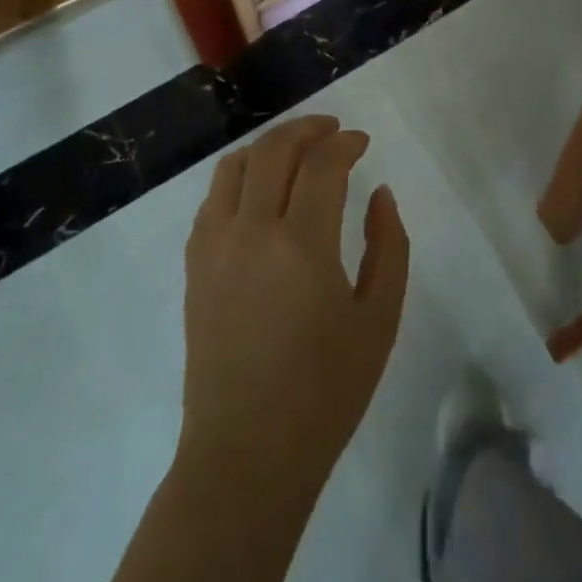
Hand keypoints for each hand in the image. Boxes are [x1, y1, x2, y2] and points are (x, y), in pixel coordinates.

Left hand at [179, 115, 410, 493]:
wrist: (247, 452)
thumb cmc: (325, 391)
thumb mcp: (379, 319)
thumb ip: (388, 245)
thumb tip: (379, 193)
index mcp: (302, 245)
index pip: (322, 164)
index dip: (345, 143)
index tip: (362, 142)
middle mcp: (252, 231)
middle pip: (274, 150)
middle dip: (307, 129)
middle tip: (332, 131)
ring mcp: (215, 246)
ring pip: (235, 165)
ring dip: (269, 146)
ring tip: (296, 150)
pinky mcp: (194, 265)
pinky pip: (213, 198)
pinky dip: (240, 176)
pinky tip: (261, 189)